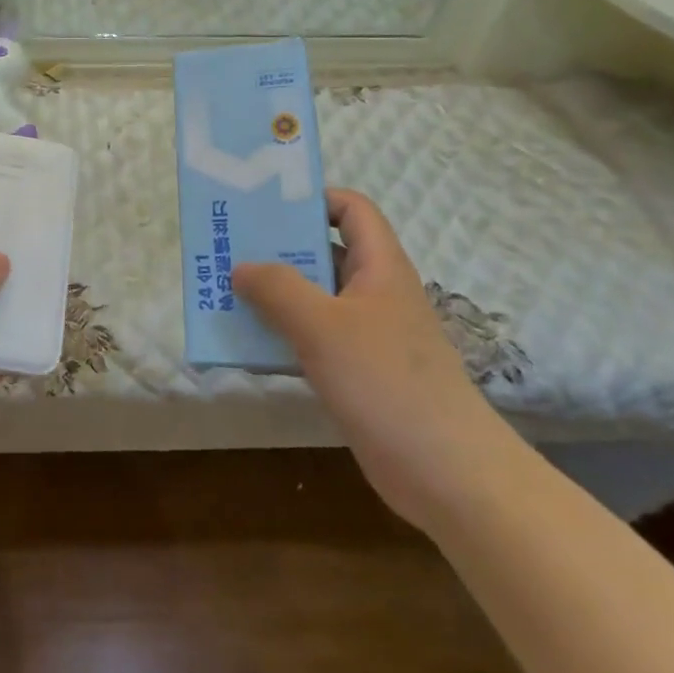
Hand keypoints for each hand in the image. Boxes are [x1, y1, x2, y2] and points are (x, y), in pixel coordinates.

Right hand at [232, 189, 510, 533]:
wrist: (447, 474)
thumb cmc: (386, 382)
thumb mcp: (323, 326)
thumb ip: (277, 289)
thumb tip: (240, 267)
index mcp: (379, 266)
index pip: (351, 209)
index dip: (313, 198)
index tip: (266, 206)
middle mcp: (374, 292)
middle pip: (324, 252)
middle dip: (277, 248)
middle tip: (229, 247)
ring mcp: (367, 334)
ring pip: (314, 298)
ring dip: (274, 294)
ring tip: (226, 292)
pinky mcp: (358, 372)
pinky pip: (313, 338)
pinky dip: (283, 335)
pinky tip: (249, 345)